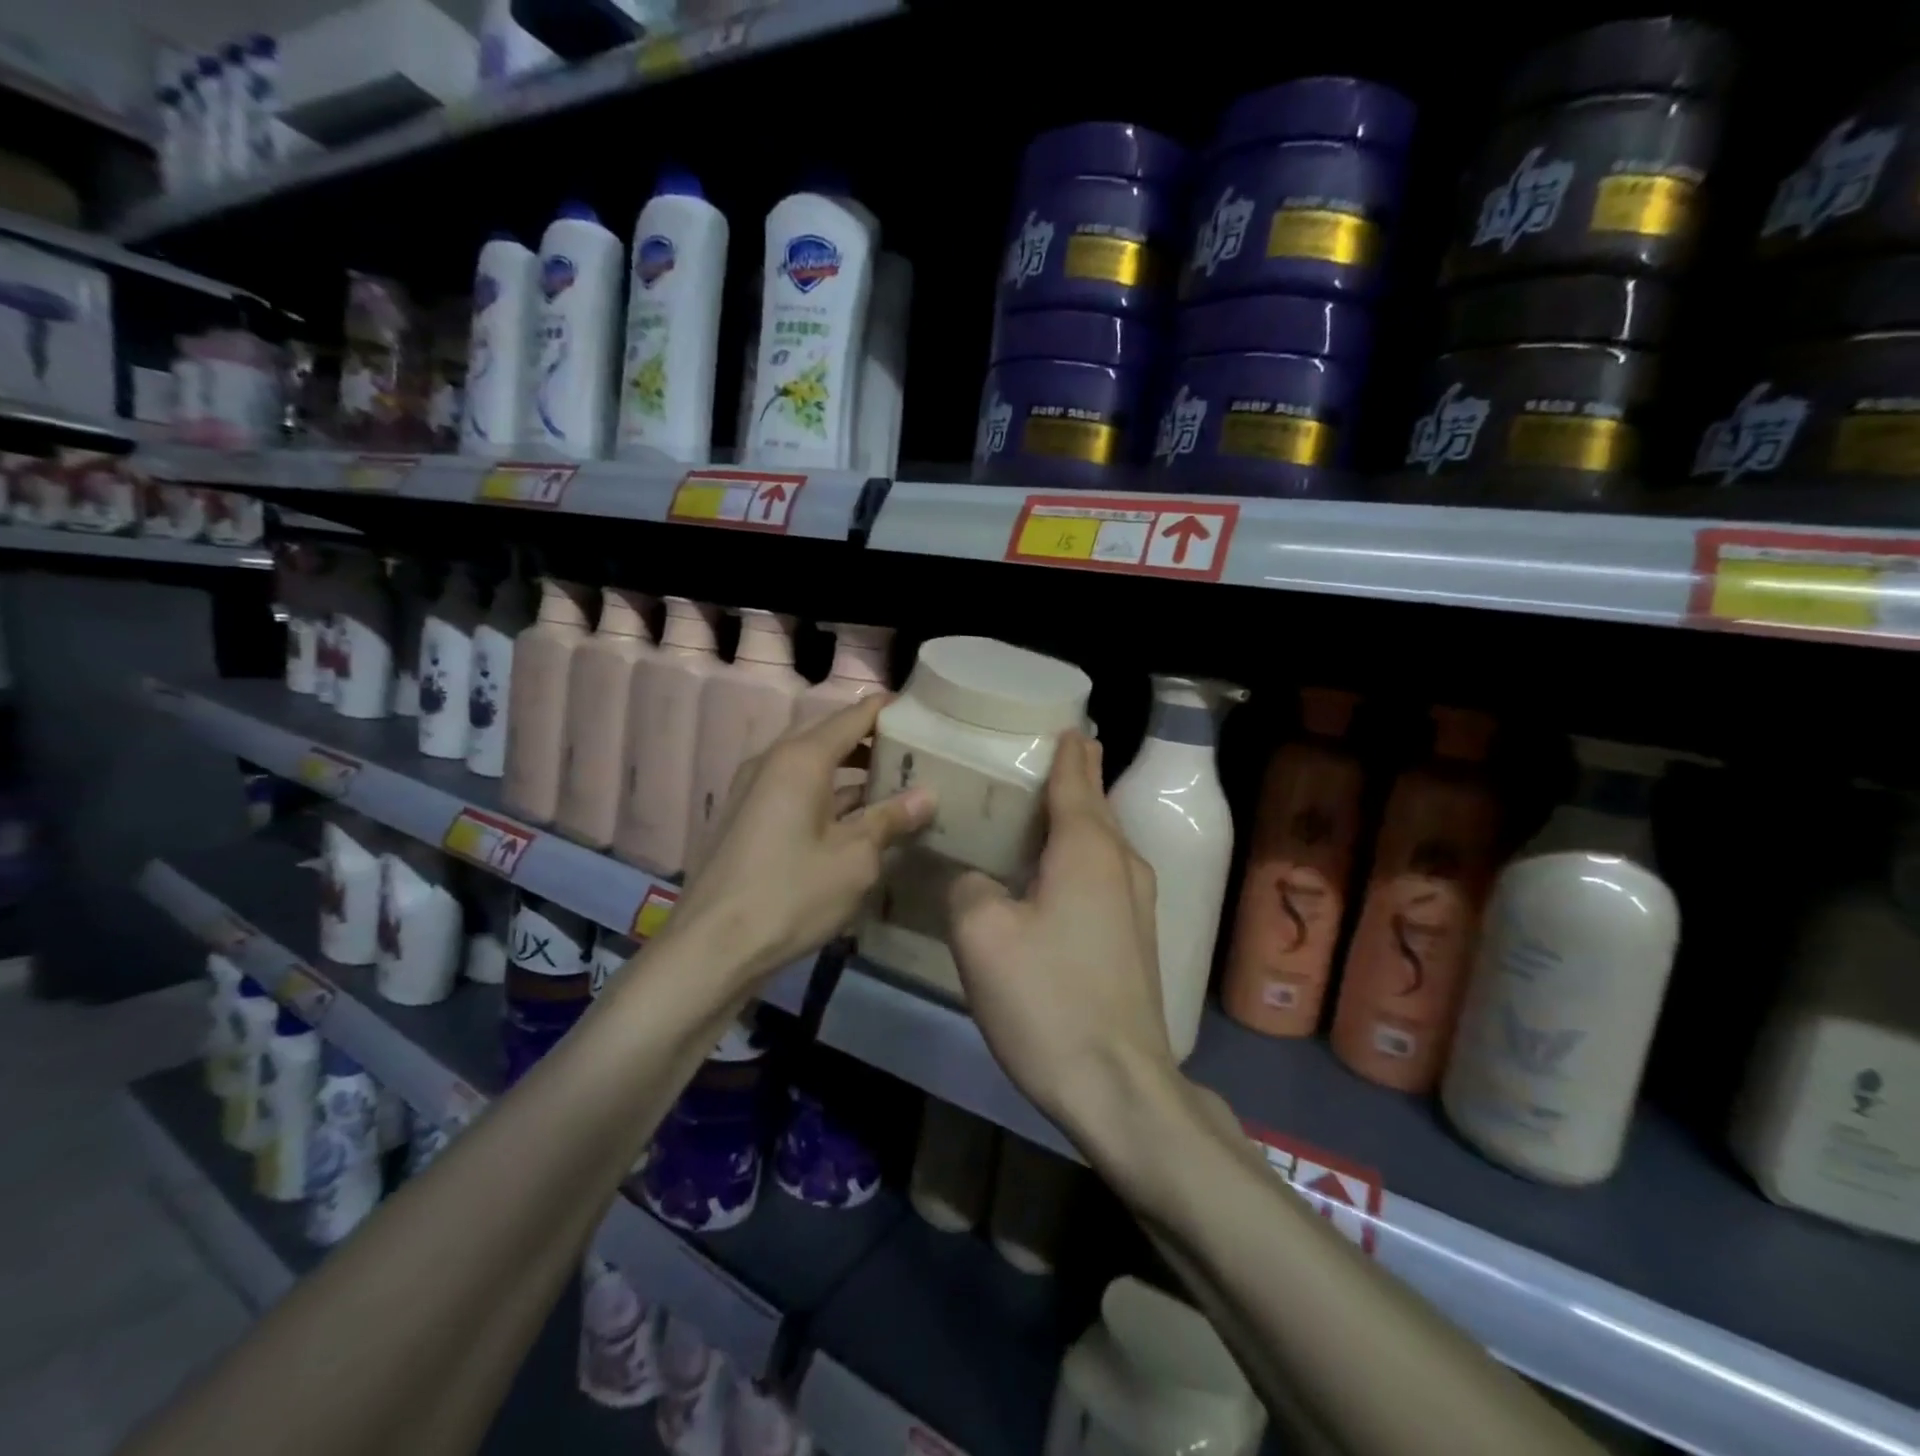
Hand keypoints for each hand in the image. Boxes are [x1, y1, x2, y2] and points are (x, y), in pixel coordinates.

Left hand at [670, 695, 935, 987]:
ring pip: (813, 766)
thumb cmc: (791, 894)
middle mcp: (773, 761)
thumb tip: (927, 794)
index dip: (889, 711)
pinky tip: (857, 822)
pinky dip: (828, 797)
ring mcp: (754, 789)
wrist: (711, 948)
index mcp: (801, 758)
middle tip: (918, 757)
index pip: (854, 716)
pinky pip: (795, 791)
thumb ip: (891, 818)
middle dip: (873, 744)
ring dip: (852, 774)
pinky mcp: (747, 818)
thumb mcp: (855, 858)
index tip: (925, 715)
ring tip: (896, 789)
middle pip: (831, 737)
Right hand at [945, 732, 1177, 1135]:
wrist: (1119, 1086)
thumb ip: (967, 886)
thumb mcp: (983, 935)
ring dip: (1077, 818)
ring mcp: (1137, 904)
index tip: (1065, 723)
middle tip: (1045, 754)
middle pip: (1095, 805)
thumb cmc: (1048, 999)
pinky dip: (1079, 856)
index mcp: (1088, 849)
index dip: (1067, 750)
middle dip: (1075, 777)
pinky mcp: (1135, 939)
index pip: (1076, 779)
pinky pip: (1103, 875)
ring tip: (1042, 806)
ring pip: (1102, 842)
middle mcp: (1122, 864)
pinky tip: (1052, 871)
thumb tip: (971, 877)